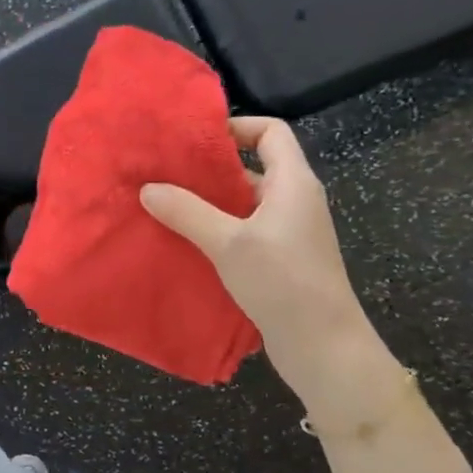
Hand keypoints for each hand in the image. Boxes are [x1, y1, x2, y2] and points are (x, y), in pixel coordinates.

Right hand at [140, 118, 393, 409]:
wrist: (324, 346)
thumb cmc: (283, 282)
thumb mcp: (229, 243)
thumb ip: (187, 212)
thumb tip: (148, 188)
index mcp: (293, 182)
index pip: (270, 132)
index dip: (236, 126)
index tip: (195, 139)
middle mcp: (294, 200)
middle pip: (253, 167)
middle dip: (210, 168)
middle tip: (166, 172)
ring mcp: (289, 232)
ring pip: (244, 203)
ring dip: (209, 203)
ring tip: (166, 205)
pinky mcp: (280, 259)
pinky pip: (244, 231)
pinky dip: (217, 230)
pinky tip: (185, 241)